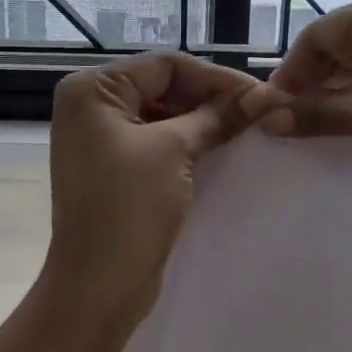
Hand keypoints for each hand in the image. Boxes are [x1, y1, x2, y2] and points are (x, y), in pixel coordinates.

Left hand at [43, 51, 255, 326]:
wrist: (97, 286)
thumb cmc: (128, 209)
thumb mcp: (174, 151)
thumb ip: (216, 116)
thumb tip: (261, 95)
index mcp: (91, 90)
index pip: (164, 65)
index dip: (215, 77)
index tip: (260, 93)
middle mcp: (90, 105)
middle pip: (162, 85)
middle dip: (210, 97)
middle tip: (258, 110)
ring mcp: (99, 137)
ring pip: (162, 112)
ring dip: (202, 119)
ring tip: (247, 126)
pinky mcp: (113, 165)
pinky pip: (156, 139)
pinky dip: (187, 140)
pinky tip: (221, 145)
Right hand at [242, 0, 351, 209]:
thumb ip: (314, 113)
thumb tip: (263, 118)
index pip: (321, 33)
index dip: (291, 72)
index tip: (268, 109)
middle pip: (340, 47)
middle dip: (311, 84)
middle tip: (286, 123)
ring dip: (334, 96)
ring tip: (310, 129)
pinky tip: (344, 127)